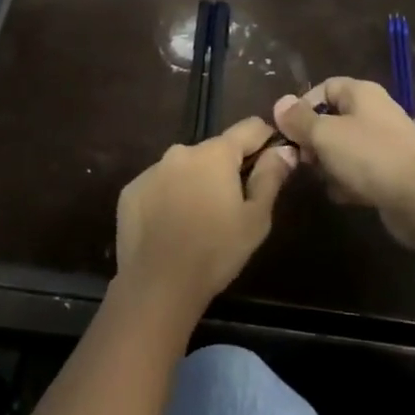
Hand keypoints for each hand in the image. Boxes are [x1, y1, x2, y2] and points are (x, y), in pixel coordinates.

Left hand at [115, 116, 296, 318]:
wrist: (157, 286)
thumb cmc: (216, 251)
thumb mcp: (256, 218)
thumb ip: (271, 177)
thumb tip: (284, 148)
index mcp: (215, 153)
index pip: (250, 127)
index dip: (266, 141)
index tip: (271, 163)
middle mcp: (181, 151)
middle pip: (215, 151)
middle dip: (227, 170)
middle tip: (232, 206)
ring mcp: (152, 170)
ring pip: (185, 168)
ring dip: (196, 183)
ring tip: (200, 220)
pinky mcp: (131, 191)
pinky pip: (159, 185)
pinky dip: (169, 197)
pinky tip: (171, 227)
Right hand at [274, 79, 414, 248]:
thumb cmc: (369, 156)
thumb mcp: (325, 134)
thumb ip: (299, 119)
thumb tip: (280, 104)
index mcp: (362, 92)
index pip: (324, 87)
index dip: (303, 107)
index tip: (290, 132)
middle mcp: (376, 111)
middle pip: (333, 119)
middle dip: (314, 141)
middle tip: (306, 160)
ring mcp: (387, 141)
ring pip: (344, 147)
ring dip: (330, 164)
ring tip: (327, 180)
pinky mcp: (393, 169)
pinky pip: (361, 169)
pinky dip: (350, 180)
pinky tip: (345, 196)